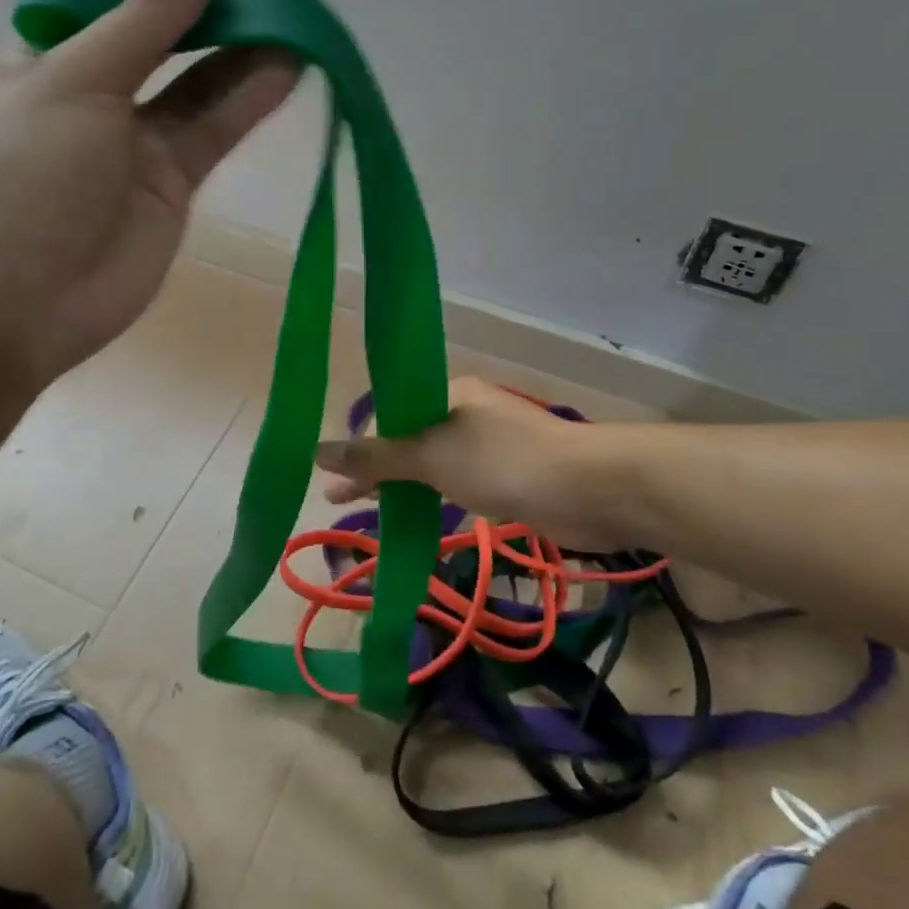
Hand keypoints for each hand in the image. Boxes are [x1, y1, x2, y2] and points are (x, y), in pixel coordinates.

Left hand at [0, 0, 298, 383]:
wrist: (21, 302)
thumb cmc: (28, 178)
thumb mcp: (80, 78)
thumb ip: (151, 17)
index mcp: (50, 56)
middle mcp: (96, 93)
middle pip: (165, 40)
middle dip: (213, 13)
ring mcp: (138, 141)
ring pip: (200, 85)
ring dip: (244, 54)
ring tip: (296, 21)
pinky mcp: (174, 183)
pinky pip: (216, 130)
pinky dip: (251, 101)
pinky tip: (290, 68)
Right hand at [315, 376, 611, 543]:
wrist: (591, 488)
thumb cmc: (505, 463)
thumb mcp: (432, 457)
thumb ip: (375, 458)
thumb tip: (317, 451)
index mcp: (448, 394)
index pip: (388, 413)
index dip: (358, 445)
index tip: (335, 481)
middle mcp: (466, 412)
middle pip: (407, 437)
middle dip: (375, 469)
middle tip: (340, 502)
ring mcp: (489, 444)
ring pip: (432, 462)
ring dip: (402, 485)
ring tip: (372, 513)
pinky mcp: (508, 475)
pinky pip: (457, 481)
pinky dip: (433, 496)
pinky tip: (418, 515)